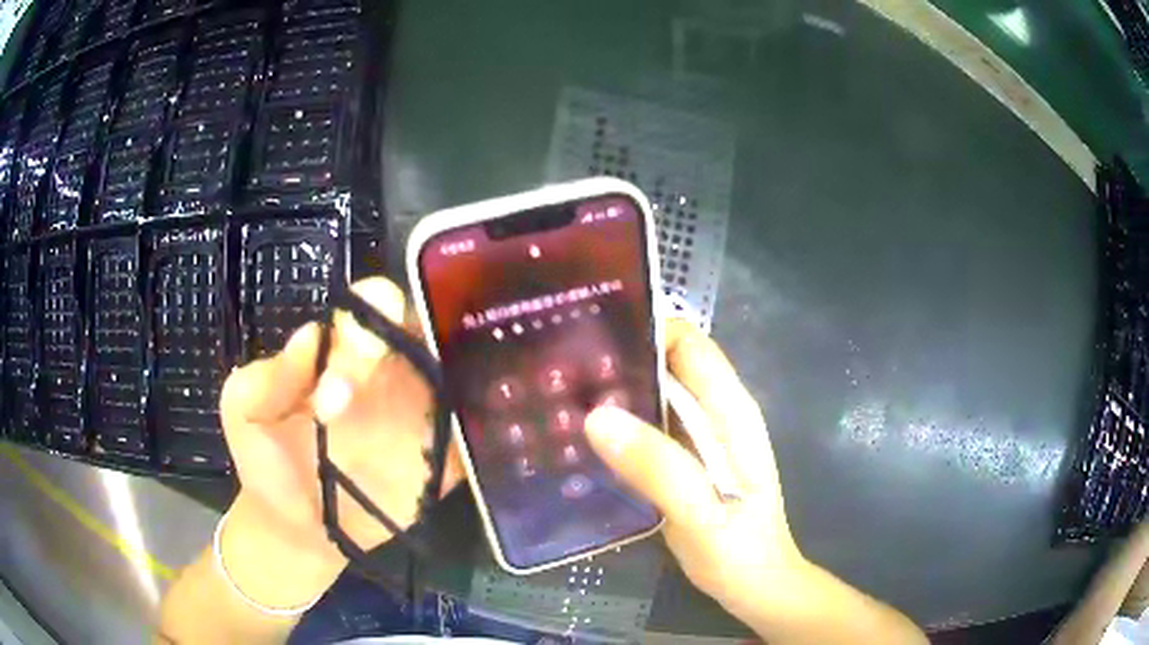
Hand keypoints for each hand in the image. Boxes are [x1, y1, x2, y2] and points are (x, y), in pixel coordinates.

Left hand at [218, 277, 462, 598]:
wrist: (296, 531)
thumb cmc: (265, 463)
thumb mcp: (244, 410)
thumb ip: (268, 374)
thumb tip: (311, 336)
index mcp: (344, 352)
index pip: (373, 311)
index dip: (362, 335)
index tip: (331, 398)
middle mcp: (392, 372)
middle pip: (429, 328)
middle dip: (420, 346)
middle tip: (386, 406)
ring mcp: (424, 414)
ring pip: (465, 369)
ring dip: (470, 372)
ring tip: (459, 401)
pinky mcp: (447, 458)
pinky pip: (479, 431)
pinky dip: (492, 425)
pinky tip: (495, 431)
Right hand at [584, 319, 803, 620]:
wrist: (753, 586)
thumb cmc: (737, 551)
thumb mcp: (700, 513)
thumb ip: (658, 467)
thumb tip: (597, 417)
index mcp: (730, 411)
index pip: (689, 343)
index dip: (645, 327)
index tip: (589, 329)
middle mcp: (715, 414)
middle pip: (667, 363)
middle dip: (619, 356)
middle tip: (558, 365)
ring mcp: (698, 438)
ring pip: (653, 395)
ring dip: (614, 390)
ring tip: (558, 393)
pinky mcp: (682, 461)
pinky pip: (646, 427)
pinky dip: (617, 424)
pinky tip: (580, 435)